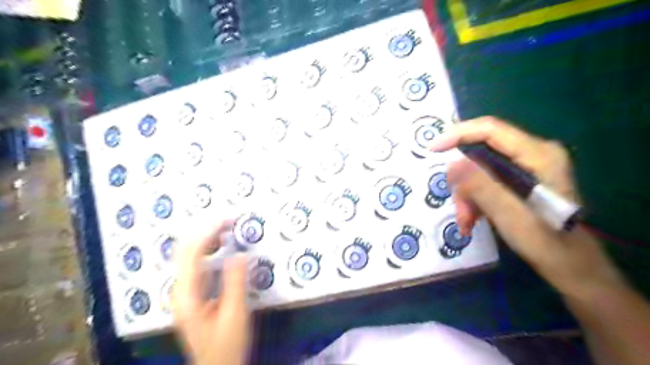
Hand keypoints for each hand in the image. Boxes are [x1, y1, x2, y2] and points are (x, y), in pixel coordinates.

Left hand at [172, 219, 248, 364]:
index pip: (192, 255)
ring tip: (225, 227)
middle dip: (203, 231)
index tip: (226, 219)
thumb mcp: (235, 315)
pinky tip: (220, 245)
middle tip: (227, 218)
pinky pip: (197, 263)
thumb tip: (239, 253)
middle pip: (184, 252)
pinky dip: (207, 249)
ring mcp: (185, 292)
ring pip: (189, 256)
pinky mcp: (193, 294)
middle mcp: (180, 291)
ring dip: (205, 238)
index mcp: (187, 296)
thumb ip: (235, 283)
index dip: (207, 233)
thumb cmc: (227, 346)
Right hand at [430, 116, 623, 298]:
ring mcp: (526, 167)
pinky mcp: (520, 181)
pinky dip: (475, 200)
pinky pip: (486, 182)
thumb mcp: (508, 213)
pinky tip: (472, 220)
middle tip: (458, 208)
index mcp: (537, 154)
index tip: (432, 149)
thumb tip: (452, 164)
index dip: (457, 134)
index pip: (490, 129)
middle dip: (463, 181)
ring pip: (479, 171)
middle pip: (481, 155)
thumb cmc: (546, 242)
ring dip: (467, 196)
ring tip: (466, 222)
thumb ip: (481, 186)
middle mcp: (532, 154)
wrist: (571, 266)